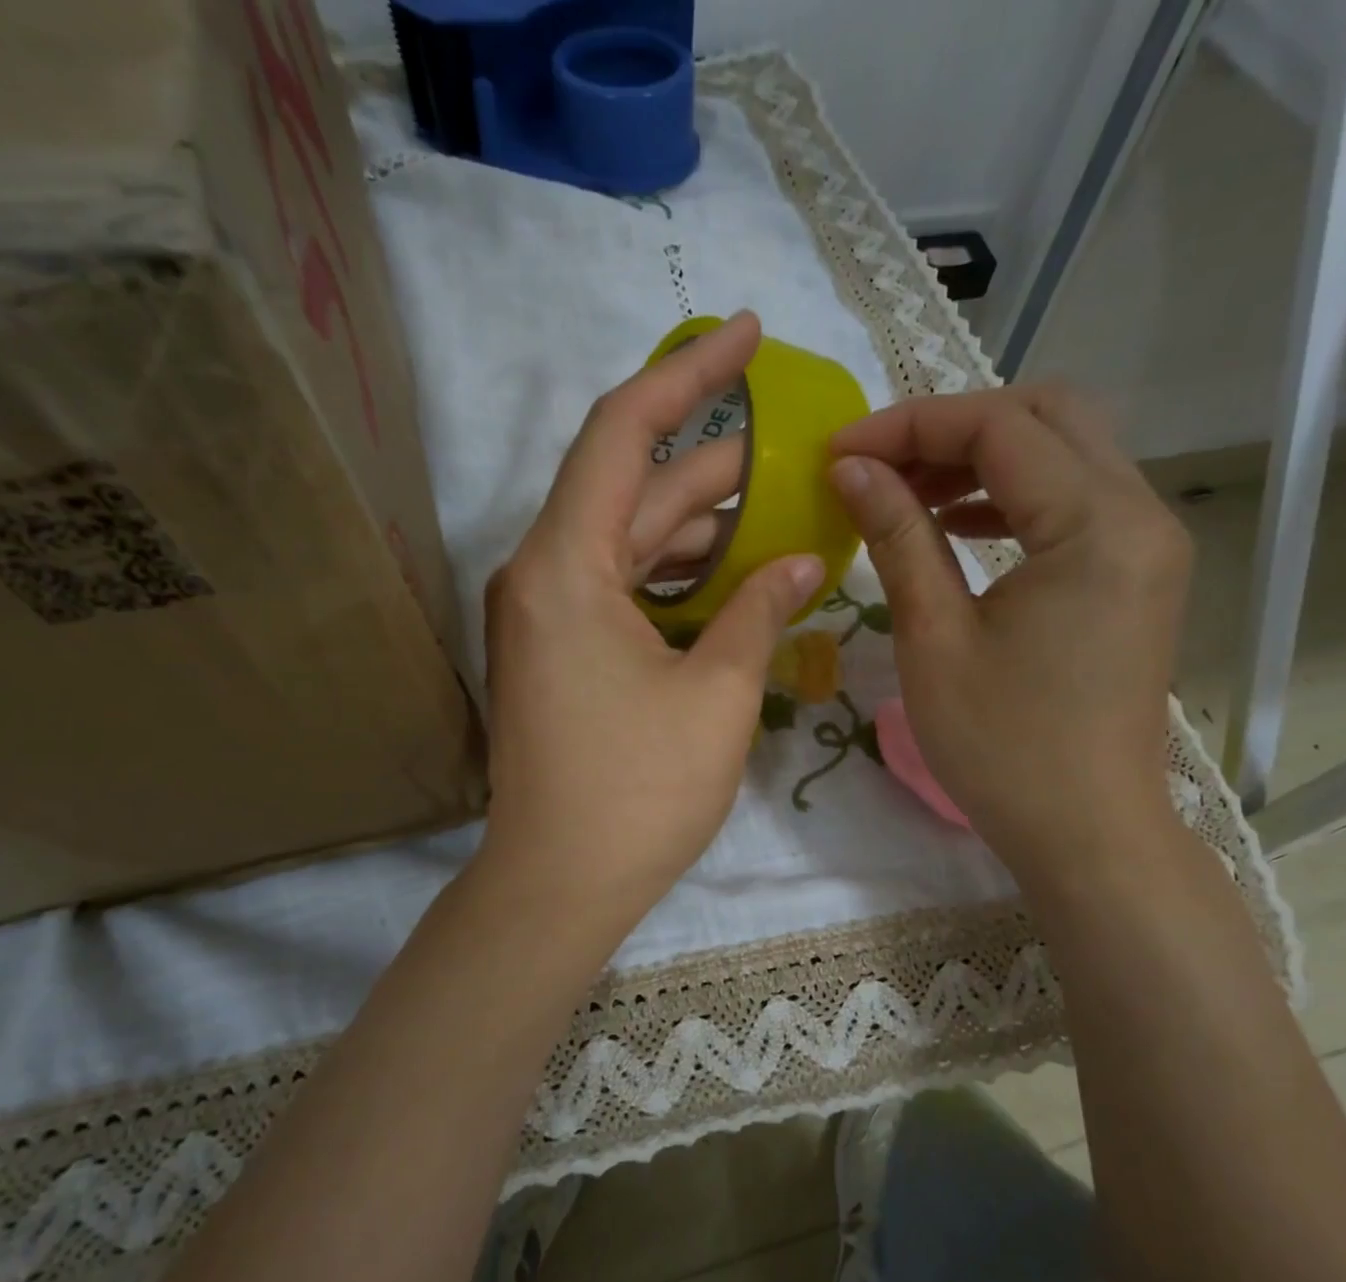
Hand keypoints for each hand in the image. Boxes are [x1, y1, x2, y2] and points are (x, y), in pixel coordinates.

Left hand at [480, 312, 824, 943]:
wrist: (559, 884)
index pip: (622, 431)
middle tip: (790, 448)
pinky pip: (620, 587)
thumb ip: (759, 612)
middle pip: (630, 487)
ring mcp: (546, 617)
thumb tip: (803, 563)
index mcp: (565, 566)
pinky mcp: (558, 653)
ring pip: (628, 541)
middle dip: (711, 463)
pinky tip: (730, 577)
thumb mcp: (717, 694)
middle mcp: (542, 575)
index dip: (686, 373)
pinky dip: (673, 575)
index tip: (745, 334)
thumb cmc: (638, 792)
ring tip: (776, 511)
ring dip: (698, 524)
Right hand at [827, 381, 1191, 889]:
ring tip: (904, 494)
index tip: (837, 450)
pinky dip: (1010, 497)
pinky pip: (1073, 501)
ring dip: (980, 460)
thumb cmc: (1003, 748)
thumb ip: (897, 536)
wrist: (1087, 832)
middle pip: (1045, 416)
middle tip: (876, 466)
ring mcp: (1147, 542)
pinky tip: (954, 526)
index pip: (998, 427)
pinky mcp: (1136, 572)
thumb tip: (850, 468)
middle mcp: (1139, 513)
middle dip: (950, 428)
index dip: (908, 426)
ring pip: (1063, 453)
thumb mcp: (934, 638)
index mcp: (1096, 525)